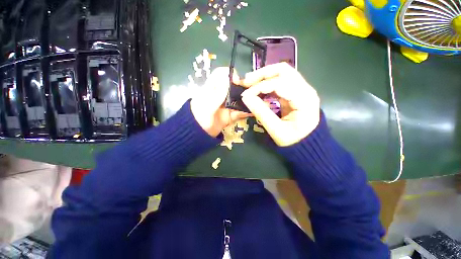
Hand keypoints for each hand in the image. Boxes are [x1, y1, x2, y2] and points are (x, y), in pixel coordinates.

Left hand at [191, 67, 250, 136]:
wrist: (198, 134)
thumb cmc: (199, 117)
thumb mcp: (207, 105)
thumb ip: (217, 94)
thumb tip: (228, 79)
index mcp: (212, 89)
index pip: (221, 74)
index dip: (230, 74)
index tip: (238, 81)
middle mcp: (221, 95)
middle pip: (233, 87)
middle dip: (243, 88)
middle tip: (253, 92)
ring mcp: (226, 106)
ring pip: (238, 100)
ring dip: (247, 100)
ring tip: (257, 101)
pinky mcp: (230, 116)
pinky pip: (239, 112)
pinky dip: (246, 112)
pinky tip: (253, 112)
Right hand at [241, 62, 319, 146]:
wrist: (307, 143)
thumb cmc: (294, 140)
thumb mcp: (276, 130)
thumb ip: (261, 112)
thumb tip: (245, 97)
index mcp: (304, 99)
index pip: (280, 84)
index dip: (260, 87)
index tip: (245, 95)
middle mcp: (305, 89)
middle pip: (283, 70)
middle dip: (262, 74)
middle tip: (246, 81)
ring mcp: (302, 89)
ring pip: (282, 73)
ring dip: (264, 76)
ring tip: (249, 83)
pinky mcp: (295, 92)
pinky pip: (281, 81)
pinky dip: (268, 82)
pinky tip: (258, 89)